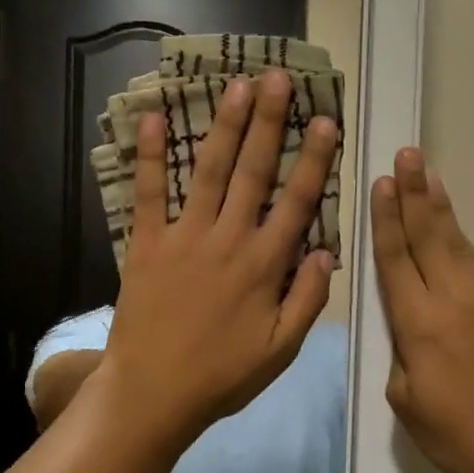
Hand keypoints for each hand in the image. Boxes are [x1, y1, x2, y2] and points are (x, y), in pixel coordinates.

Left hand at [102, 70, 338, 450]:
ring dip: (224, 126)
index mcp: (264, 265)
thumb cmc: (222, 375)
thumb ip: (307, 299)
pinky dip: (151, 155)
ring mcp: (185, 237)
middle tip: (278, 78)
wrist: (153, 393)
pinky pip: (149, 192)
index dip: (314, 159)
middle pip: (254, 171)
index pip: (297, 201)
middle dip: (269, 122)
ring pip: (210, 171)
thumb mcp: (280, 350)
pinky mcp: (147, 243)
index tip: (325, 120)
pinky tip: (155, 118)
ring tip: (237, 85)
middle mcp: (228, 239)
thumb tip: (326, 250)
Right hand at [371, 148, 473, 472]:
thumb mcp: (404, 400)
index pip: (397, 259)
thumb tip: (405, 322)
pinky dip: (462, 244)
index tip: (383, 182)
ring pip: (459, 246)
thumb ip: (400, 351)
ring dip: (441, 209)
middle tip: (408, 153)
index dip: (388, 219)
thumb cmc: (456, 436)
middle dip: (416, 193)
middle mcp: (456, 302)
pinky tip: (453, 232)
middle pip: (431, 237)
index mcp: (421, 325)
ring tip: (430, 176)